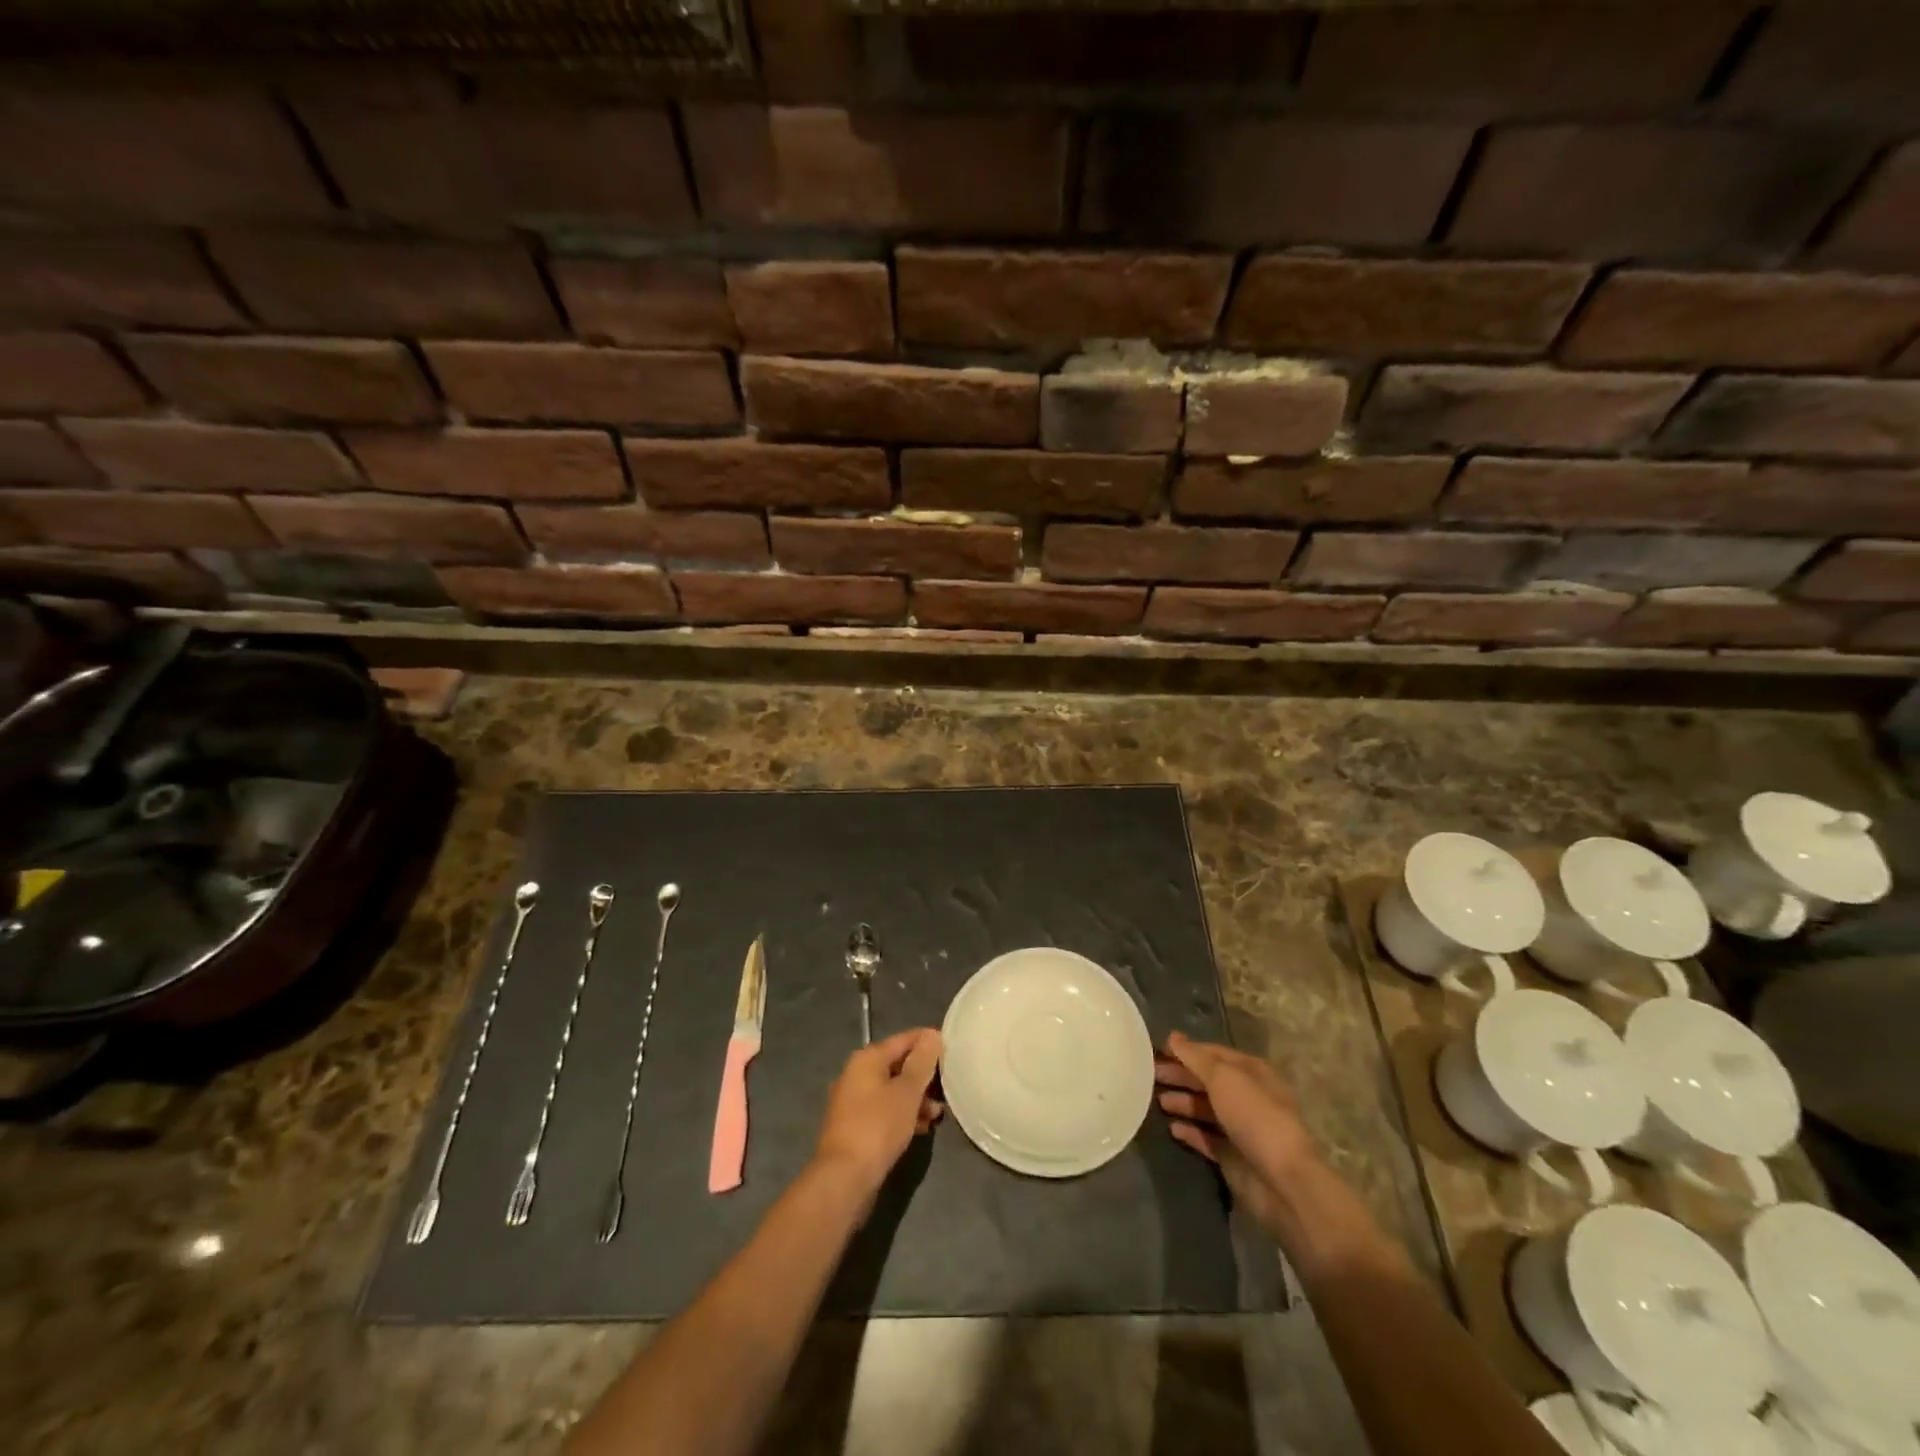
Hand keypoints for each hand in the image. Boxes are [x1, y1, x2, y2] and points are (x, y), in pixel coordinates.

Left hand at [812, 1028, 943, 1197]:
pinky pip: (885, 1111)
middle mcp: (856, 1074)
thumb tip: (932, 1034)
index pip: (904, 1039)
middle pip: (898, 1065)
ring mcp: (853, 1102)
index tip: (953, 1048)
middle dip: (924, 1075)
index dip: (929, 1042)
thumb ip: (922, 1062)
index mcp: (867, 1059)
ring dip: (916, 1098)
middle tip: (949, 1085)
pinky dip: (903, 1114)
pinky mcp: (855, 1127)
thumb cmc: (878, 1126)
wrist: (844, 1178)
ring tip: (938, 1113)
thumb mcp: (907, 1092)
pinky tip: (922, 1127)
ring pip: (892, 1090)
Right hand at [1156, 1032, 1322, 1242]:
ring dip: (1182, 1102)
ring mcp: (1240, 1128)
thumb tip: (1173, 1037)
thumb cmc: (1254, 1117)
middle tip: (1149, 1074)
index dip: (1187, 1051)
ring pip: (1205, 1109)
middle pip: (1207, 1081)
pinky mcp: (1233, 1156)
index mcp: (1251, 1072)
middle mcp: (1247, 1096)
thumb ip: (1195, 1058)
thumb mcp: (1223, 1078)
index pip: (1213, 1053)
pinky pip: (1206, 1138)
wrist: (1283, 1181)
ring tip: (1156, 1100)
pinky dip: (1190, 1131)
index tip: (1158, 1050)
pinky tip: (1172, 1128)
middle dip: (1180, 1076)